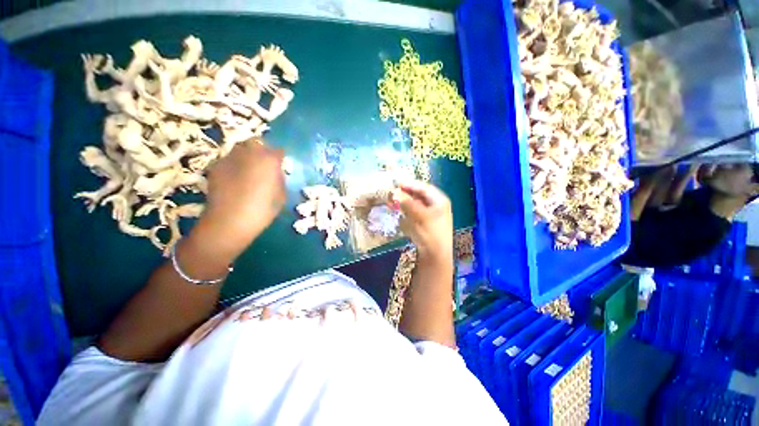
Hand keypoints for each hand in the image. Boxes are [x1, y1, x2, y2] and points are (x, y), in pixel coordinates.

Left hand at [196, 140, 285, 256]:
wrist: (229, 221)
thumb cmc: (262, 210)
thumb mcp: (281, 196)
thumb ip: (280, 180)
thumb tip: (276, 173)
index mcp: (269, 160)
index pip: (278, 151)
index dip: (280, 158)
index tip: (281, 165)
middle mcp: (249, 153)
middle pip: (258, 144)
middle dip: (263, 152)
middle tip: (265, 166)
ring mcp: (230, 158)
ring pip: (241, 149)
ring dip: (248, 156)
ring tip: (249, 171)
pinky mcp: (216, 166)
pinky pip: (229, 160)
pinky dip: (235, 165)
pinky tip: (235, 179)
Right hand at [393, 180, 452, 261]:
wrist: (435, 255)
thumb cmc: (430, 233)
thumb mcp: (419, 216)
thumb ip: (407, 203)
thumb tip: (395, 192)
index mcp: (440, 200)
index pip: (424, 187)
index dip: (410, 184)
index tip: (397, 183)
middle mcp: (437, 205)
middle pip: (420, 195)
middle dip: (407, 193)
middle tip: (394, 191)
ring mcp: (432, 214)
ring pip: (417, 203)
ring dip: (406, 201)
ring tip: (394, 200)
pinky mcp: (426, 222)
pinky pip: (416, 211)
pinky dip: (408, 209)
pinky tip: (400, 210)